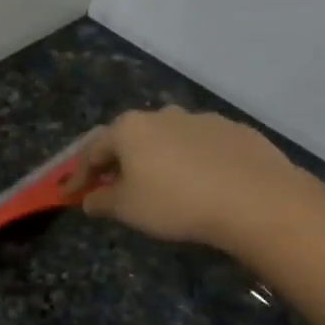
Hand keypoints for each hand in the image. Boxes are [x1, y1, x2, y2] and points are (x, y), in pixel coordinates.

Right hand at [73, 107, 299, 250]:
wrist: (254, 199)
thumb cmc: (176, 203)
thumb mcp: (128, 209)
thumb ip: (103, 201)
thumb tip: (89, 199)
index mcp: (130, 129)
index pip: (93, 150)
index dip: (79, 175)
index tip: (70, 195)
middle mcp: (163, 114)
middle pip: (130, 138)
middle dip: (118, 162)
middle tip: (113, 185)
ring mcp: (202, 119)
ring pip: (168, 139)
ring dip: (157, 159)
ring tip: (160, 184)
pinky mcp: (234, 131)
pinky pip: (201, 146)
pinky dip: (191, 161)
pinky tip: (200, 183)